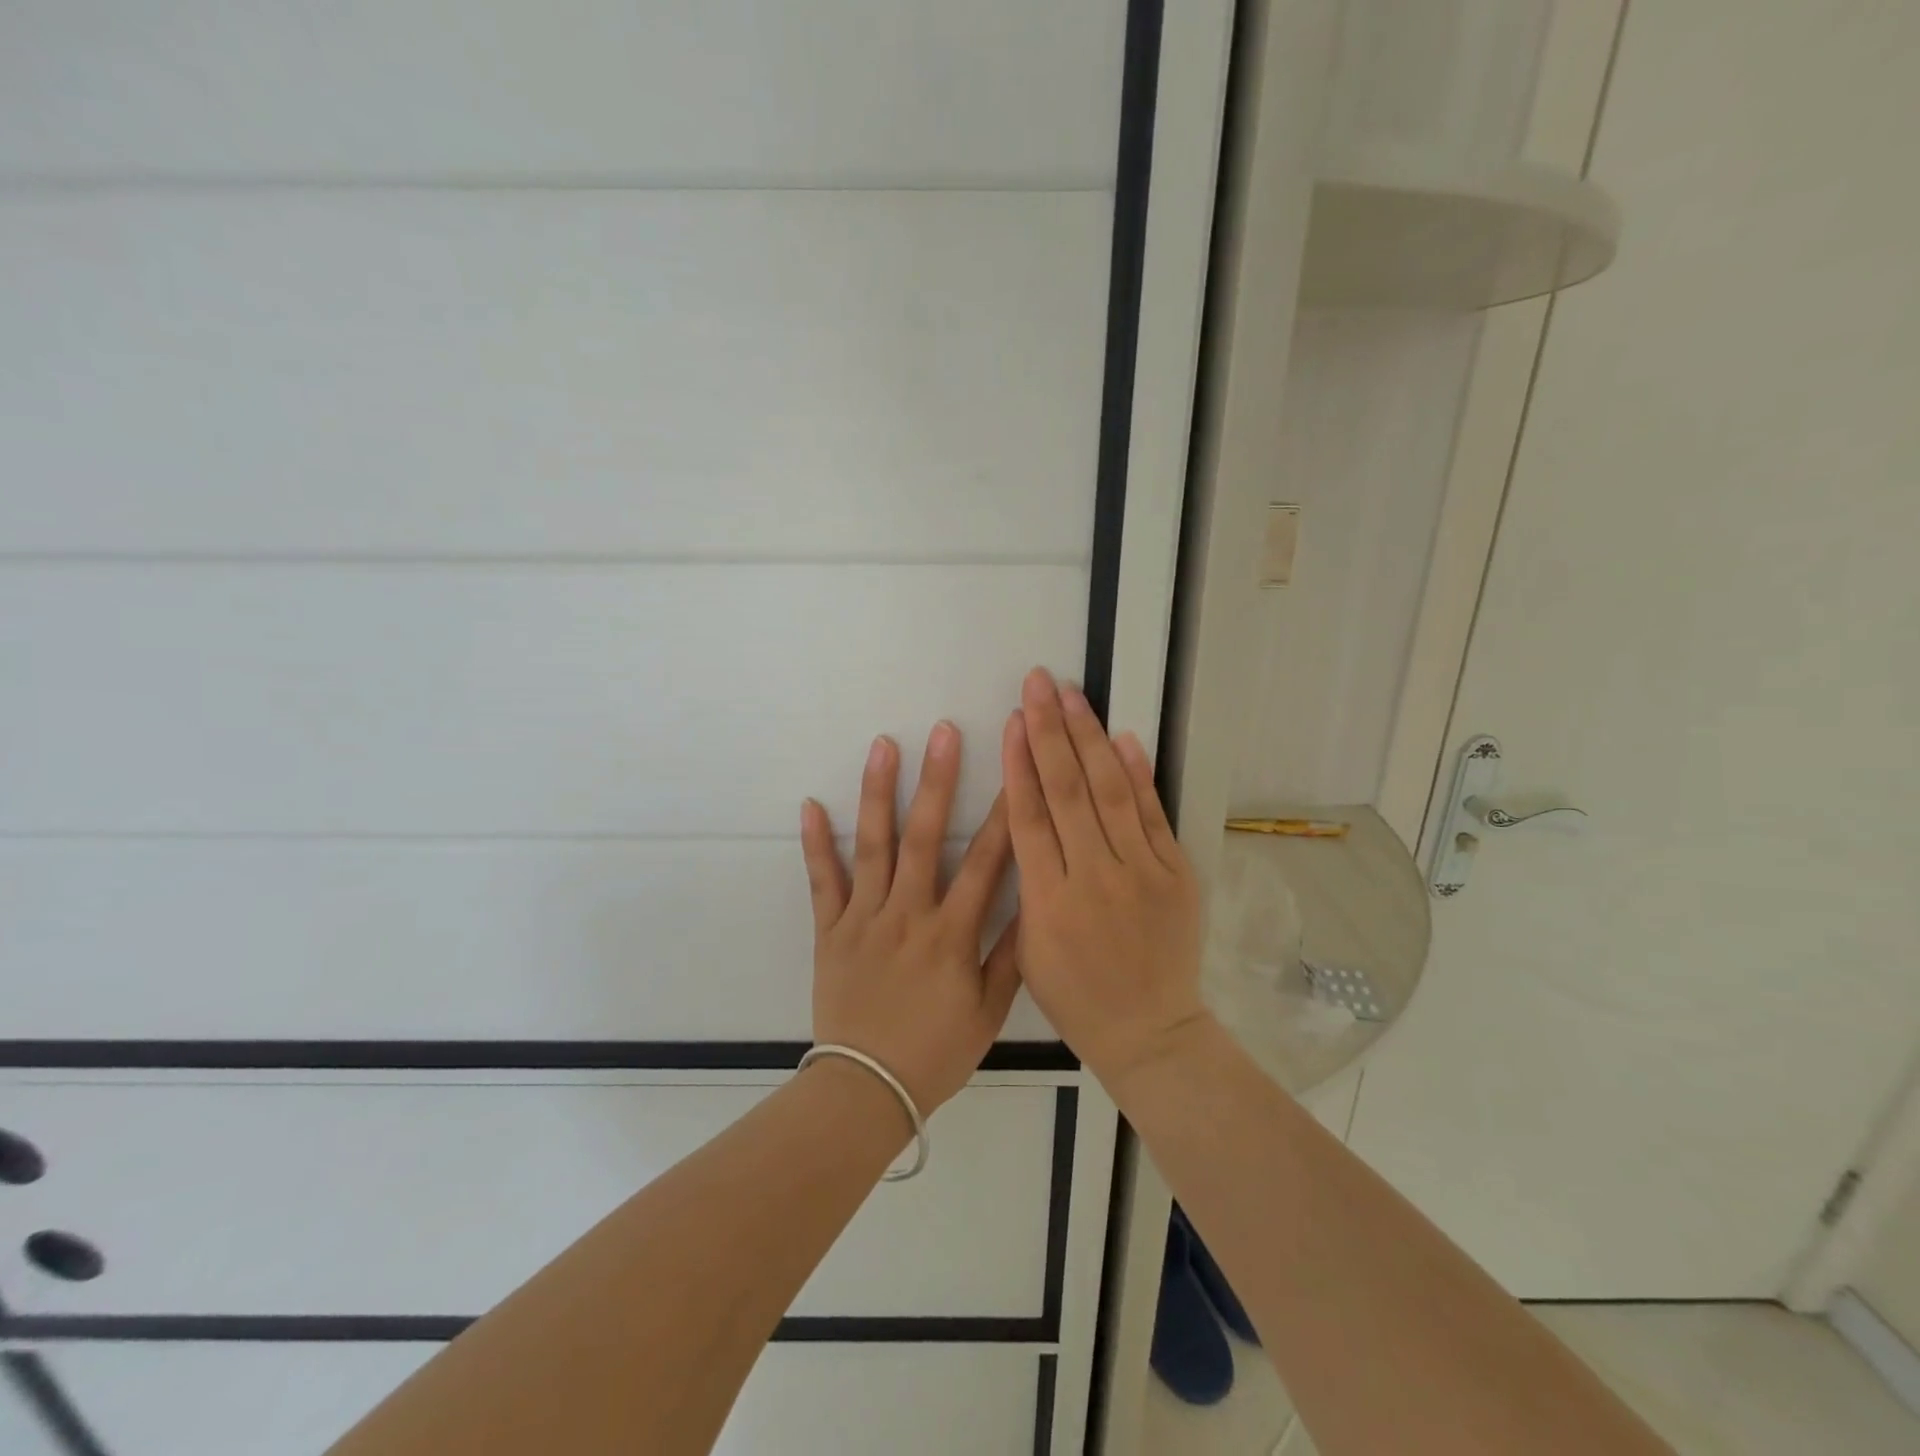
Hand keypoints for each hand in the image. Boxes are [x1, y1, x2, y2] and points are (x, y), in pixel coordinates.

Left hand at [800, 722, 1018, 1115]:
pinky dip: (816, 843)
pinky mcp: (830, 930)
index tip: (1014, 769)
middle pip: (924, 837)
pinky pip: (822, 881)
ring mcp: (864, 918)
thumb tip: (1031, 903)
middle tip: (943, 731)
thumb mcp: (987, 1012)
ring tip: (883, 746)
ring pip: (873, 846)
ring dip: (878, 793)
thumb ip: (1009, 955)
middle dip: (937, 780)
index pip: (984, 863)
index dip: (1003, 813)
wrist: (866, 1089)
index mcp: (951, 934)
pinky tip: (811, 803)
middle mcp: (908, 915)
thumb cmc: (935, 1052)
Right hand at [1001, 668, 1209, 1089]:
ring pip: (1110, 792)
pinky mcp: (1175, 874)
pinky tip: (1123, 738)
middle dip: (1049, 731)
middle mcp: (1094, 878)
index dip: (1020, 763)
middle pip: (1067, 791)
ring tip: (1072, 695)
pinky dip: (1138, 774)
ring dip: (1089, 738)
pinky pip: (1153, 815)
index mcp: (1048, 902)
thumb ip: (1026, 883)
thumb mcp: (1028, 949)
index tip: (1013, 719)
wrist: (1149, 1031)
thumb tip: (1027, 820)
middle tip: (1038, 683)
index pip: (1029, 817)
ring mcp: (1141, 873)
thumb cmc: (1076, 997)